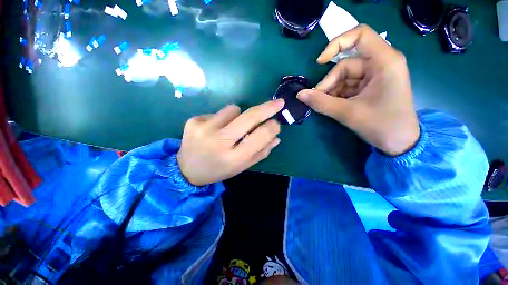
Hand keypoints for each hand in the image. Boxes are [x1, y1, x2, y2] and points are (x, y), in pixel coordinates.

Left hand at [177, 100, 284, 185]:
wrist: (187, 169)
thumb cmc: (219, 169)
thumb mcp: (242, 166)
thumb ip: (261, 152)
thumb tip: (276, 136)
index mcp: (234, 158)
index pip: (260, 136)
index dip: (271, 127)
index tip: (277, 122)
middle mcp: (219, 142)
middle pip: (249, 117)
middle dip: (267, 108)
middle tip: (278, 103)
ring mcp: (204, 129)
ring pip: (234, 109)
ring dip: (239, 115)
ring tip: (231, 128)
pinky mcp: (194, 121)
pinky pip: (219, 112)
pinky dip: (223, 118)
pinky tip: (216, 129)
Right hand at [297, 24, 419, 155]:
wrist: (400, 143)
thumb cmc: (382, 125)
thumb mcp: (348, 113)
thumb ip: (321, 102)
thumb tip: (300, 95)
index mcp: (384, 61)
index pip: (360, 35)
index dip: (336, 44)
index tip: (320, 63)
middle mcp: (381, 63)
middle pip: (346, 64)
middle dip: (329, 83)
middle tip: (318, 99)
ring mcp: (375, 76)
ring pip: (344, 77)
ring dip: (331, 91)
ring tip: (326, 105)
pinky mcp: (370, 86)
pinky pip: (348, 85)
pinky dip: (337, 95)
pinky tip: (333, 105)